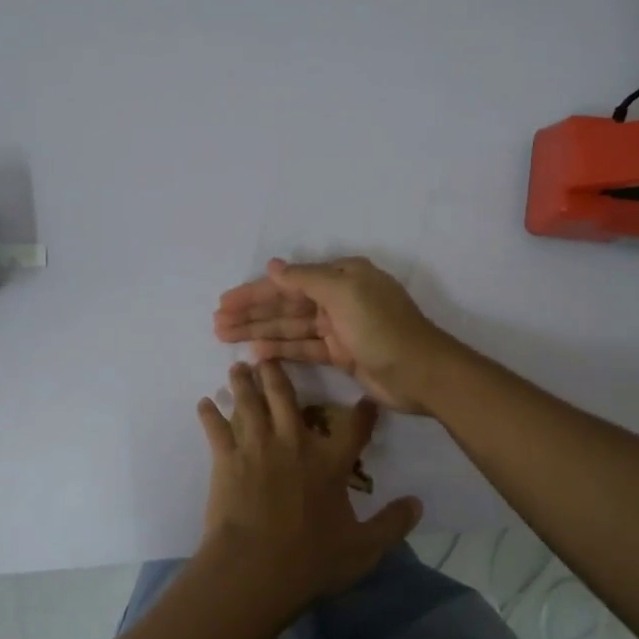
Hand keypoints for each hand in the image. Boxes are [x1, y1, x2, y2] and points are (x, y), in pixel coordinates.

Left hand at [196, 360, 421, 606]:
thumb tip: (417, 504)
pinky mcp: (227, 460)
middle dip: (279, 373)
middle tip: (269, 355)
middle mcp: (293, 444)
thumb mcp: (363, 548)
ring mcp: (257, 448)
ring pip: (250, 404)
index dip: (363, 413)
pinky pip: (216, 430)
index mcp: (329, 463)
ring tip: (238, 367)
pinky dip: (209, 414)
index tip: (366, 400)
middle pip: (286, 397)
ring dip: (244, 384)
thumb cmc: (310, 560)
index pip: (353, 429)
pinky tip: (204, 403)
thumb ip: (391, 524)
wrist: (255, 568)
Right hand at [213, 257, 458, 414]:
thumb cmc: (382, 327)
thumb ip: (305, 279)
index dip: (255, 291)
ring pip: (291, 327)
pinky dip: (281, 350)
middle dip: (252, 313)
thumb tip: (273, 265)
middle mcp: (339, 298)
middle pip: (287, 304)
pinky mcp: (342, 354)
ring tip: (225, 337)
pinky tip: (255, 354)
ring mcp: (340, 328)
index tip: (225, 301)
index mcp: (342, 276)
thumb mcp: (344, 293)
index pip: (289, 281)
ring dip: (259, 331)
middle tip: (217, 323)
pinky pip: (304, 348)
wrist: (421, 373)